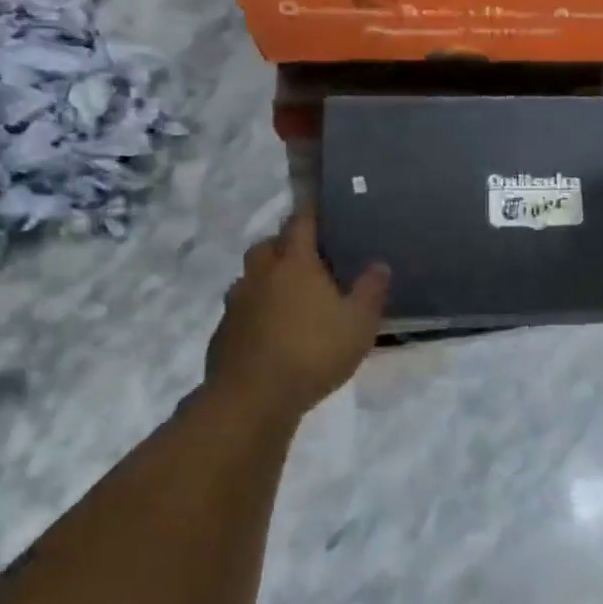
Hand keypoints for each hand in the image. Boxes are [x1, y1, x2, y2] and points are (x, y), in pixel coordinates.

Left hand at [204, 208, 388, 421]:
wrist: (252, 398)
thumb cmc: (313, 352)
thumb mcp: (359, 323)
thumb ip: (371, 291)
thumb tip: (379, 264)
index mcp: (295, 263)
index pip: (301, 223)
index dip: (310, 211)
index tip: (318, 204)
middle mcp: (261, 274)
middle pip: (269, 245)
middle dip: (285, 244)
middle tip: (308, 257)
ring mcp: (237, 302)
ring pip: (251, 276)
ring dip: (268, 277)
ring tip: (290, 295)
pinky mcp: (224, 331)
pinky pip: (242, 308)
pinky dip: (256, 309)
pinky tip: (271, 329)